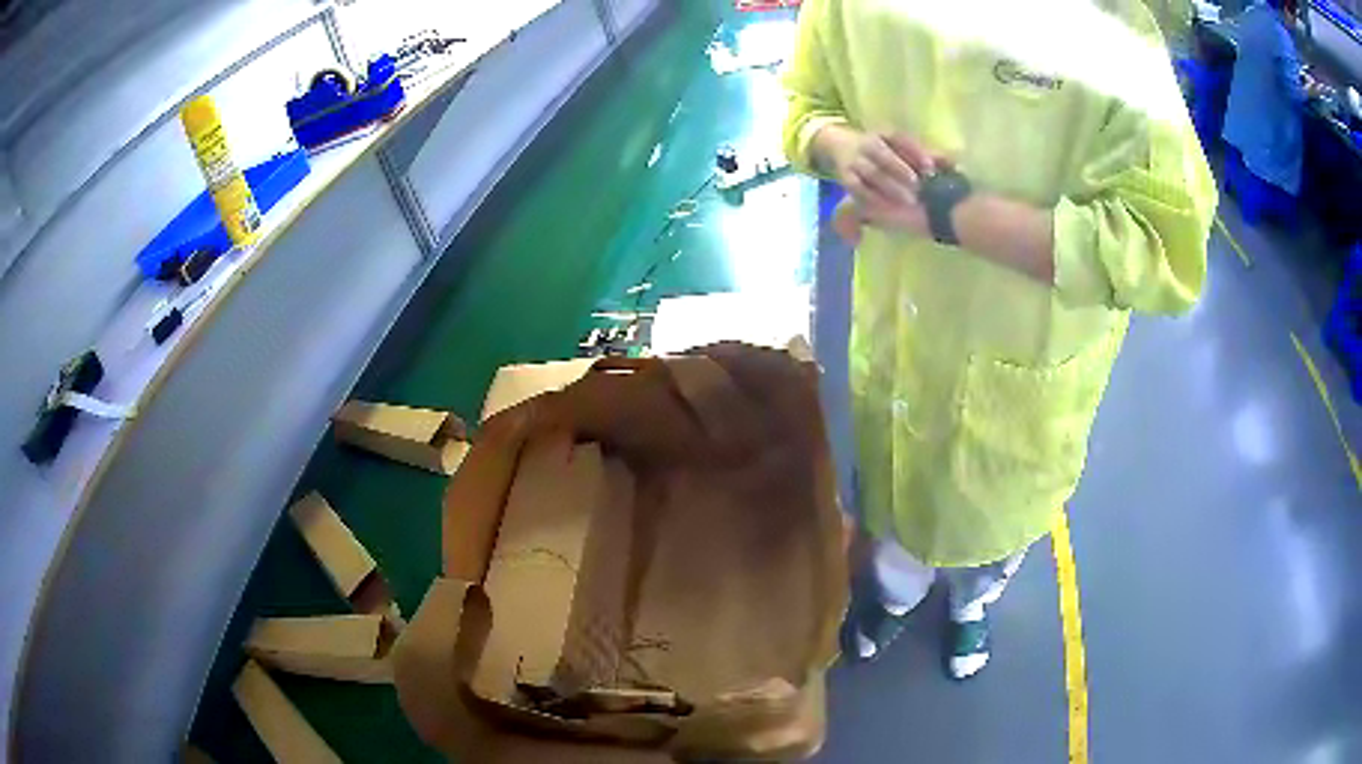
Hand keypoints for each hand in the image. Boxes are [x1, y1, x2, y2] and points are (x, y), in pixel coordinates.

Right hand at [818, 128, 939, 237]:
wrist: (839, 145)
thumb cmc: (883, 151)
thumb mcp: (902, 148)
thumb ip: (928, 155)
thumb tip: (954, 164)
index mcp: (884, 133)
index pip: (900, 139)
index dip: (915, 152)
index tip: (931, 167)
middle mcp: (868, 143)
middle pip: (883, 154)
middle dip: (900, 169)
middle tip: (919, 186)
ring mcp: (855, 160)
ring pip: (872, 172)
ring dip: (890, 186)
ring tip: (909, 200)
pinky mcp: (846, 177)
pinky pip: (858, 188)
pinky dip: (872, 197)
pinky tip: (888, 207)